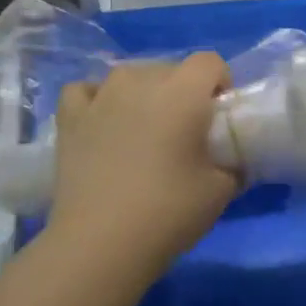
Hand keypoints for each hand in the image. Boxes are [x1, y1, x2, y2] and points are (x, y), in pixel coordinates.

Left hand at [45, 54, 239, 278]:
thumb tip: (235, 161)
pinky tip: (103, 122)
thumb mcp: (221, 190)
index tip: (219, 115)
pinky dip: (96, 100)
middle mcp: (141, 81)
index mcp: (183, 92)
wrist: (100, 243)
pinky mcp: (70, 118)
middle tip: (184, 131)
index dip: (220, 83)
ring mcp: (101, 96)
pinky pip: (86, 91)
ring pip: (129, 75)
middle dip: (182, 90)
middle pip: (170, 68)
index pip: (210, 62)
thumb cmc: (169, 211)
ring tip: (144, 128)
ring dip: (142, 92)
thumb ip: (234, 165)